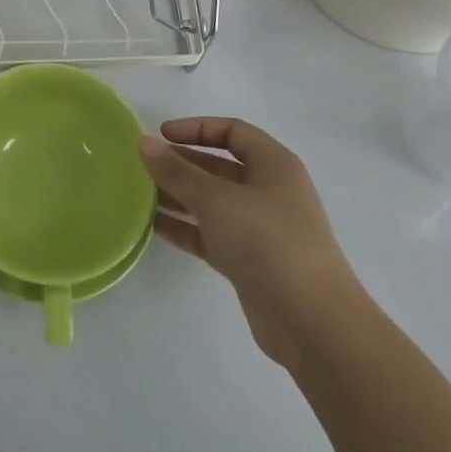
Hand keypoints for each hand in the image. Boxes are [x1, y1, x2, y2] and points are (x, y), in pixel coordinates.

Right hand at [140, 117, 363, 367]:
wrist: (312, 323)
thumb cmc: (268, 242)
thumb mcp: (217, 200)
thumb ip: (177, 171)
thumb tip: (144, 143)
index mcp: (274, 166)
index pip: (233, 132)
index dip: (196, 128)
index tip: (161, 135)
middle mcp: (269, 191)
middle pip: (219, 167)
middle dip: (181, 164)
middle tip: (142, 167)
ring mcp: (259, 228)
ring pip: (211, 202)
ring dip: (178, 196)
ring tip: (138, 194)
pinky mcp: (248, 261)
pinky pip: (209, 234)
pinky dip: (184, 228)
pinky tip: (152, 225)